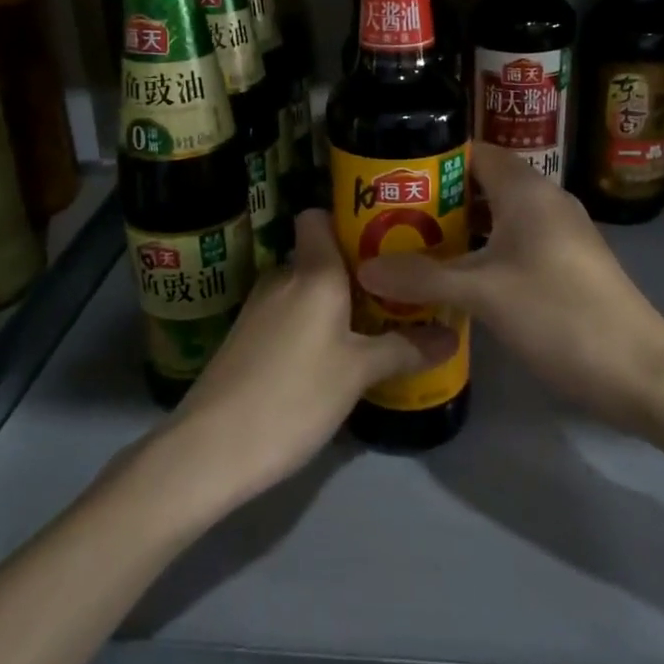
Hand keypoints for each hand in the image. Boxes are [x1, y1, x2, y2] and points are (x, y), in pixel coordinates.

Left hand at [163, 210, 453, 507]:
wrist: (212, 446)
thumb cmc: (295, 396)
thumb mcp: (359, 373)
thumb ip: (405, 349)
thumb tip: (452, 335)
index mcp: (312, 272)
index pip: (319, 216)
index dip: (348, 220)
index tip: (386, 240)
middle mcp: (282, 277)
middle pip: (321, 256)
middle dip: (358, 271)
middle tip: (398, 292)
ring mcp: (259, 307)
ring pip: (306, 289)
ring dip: (337, 303)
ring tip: (376, 325)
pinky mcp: (246, 337)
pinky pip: (290, 314)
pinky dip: (313, 325)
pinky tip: (334, 356)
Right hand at [359, 143, 663, 431]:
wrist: (638, 370)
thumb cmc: (559, 314)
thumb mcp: (483, 294)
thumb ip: (422, 278)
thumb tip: (364, 269)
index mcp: (527, 190)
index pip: (473, 152)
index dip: (432, 160)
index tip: (391, 179)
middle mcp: (544, 201)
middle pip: (481, 184)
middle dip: (436, 198)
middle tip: (389, 217)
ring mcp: (558, 233)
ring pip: (496, 217)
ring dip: (457, 229)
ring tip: (409, 246)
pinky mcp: (564, 263)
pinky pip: (511, 243)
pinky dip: (480, 252)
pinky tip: (452, 278)